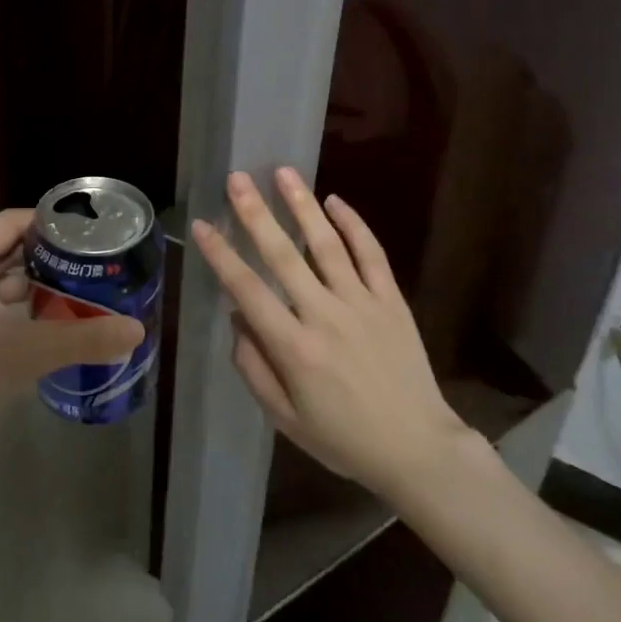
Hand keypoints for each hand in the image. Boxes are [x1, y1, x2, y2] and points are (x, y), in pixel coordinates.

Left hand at [0, 208, 144, 465]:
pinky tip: (52, 333)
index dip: (50, 222)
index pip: (11, 222)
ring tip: (85, 296)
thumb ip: (84, 338)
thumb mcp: (24, 353)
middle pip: (9, 254)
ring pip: (1, 289)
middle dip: (52, 261)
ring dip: (38, 292)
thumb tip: (138, 330)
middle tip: (98, 267)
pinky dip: (21, 318)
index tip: (91, 232)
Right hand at [191, 168, 474, 502]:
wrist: (417, 448)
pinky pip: (371, 254)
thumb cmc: (344, 438)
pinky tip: (335, 201)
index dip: (221, 255)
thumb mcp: (285, 419)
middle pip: (283, 255)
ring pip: (327, 245)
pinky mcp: (391, 301)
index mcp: (295, 348)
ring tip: (283, 172)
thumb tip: (238, 316)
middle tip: (237, 179)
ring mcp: (362, 304)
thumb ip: (254, 367)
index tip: (203, 225)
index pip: (248, 289)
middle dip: (256, 214)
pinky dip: (354, 225)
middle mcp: (325, 316)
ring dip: (302, 206)